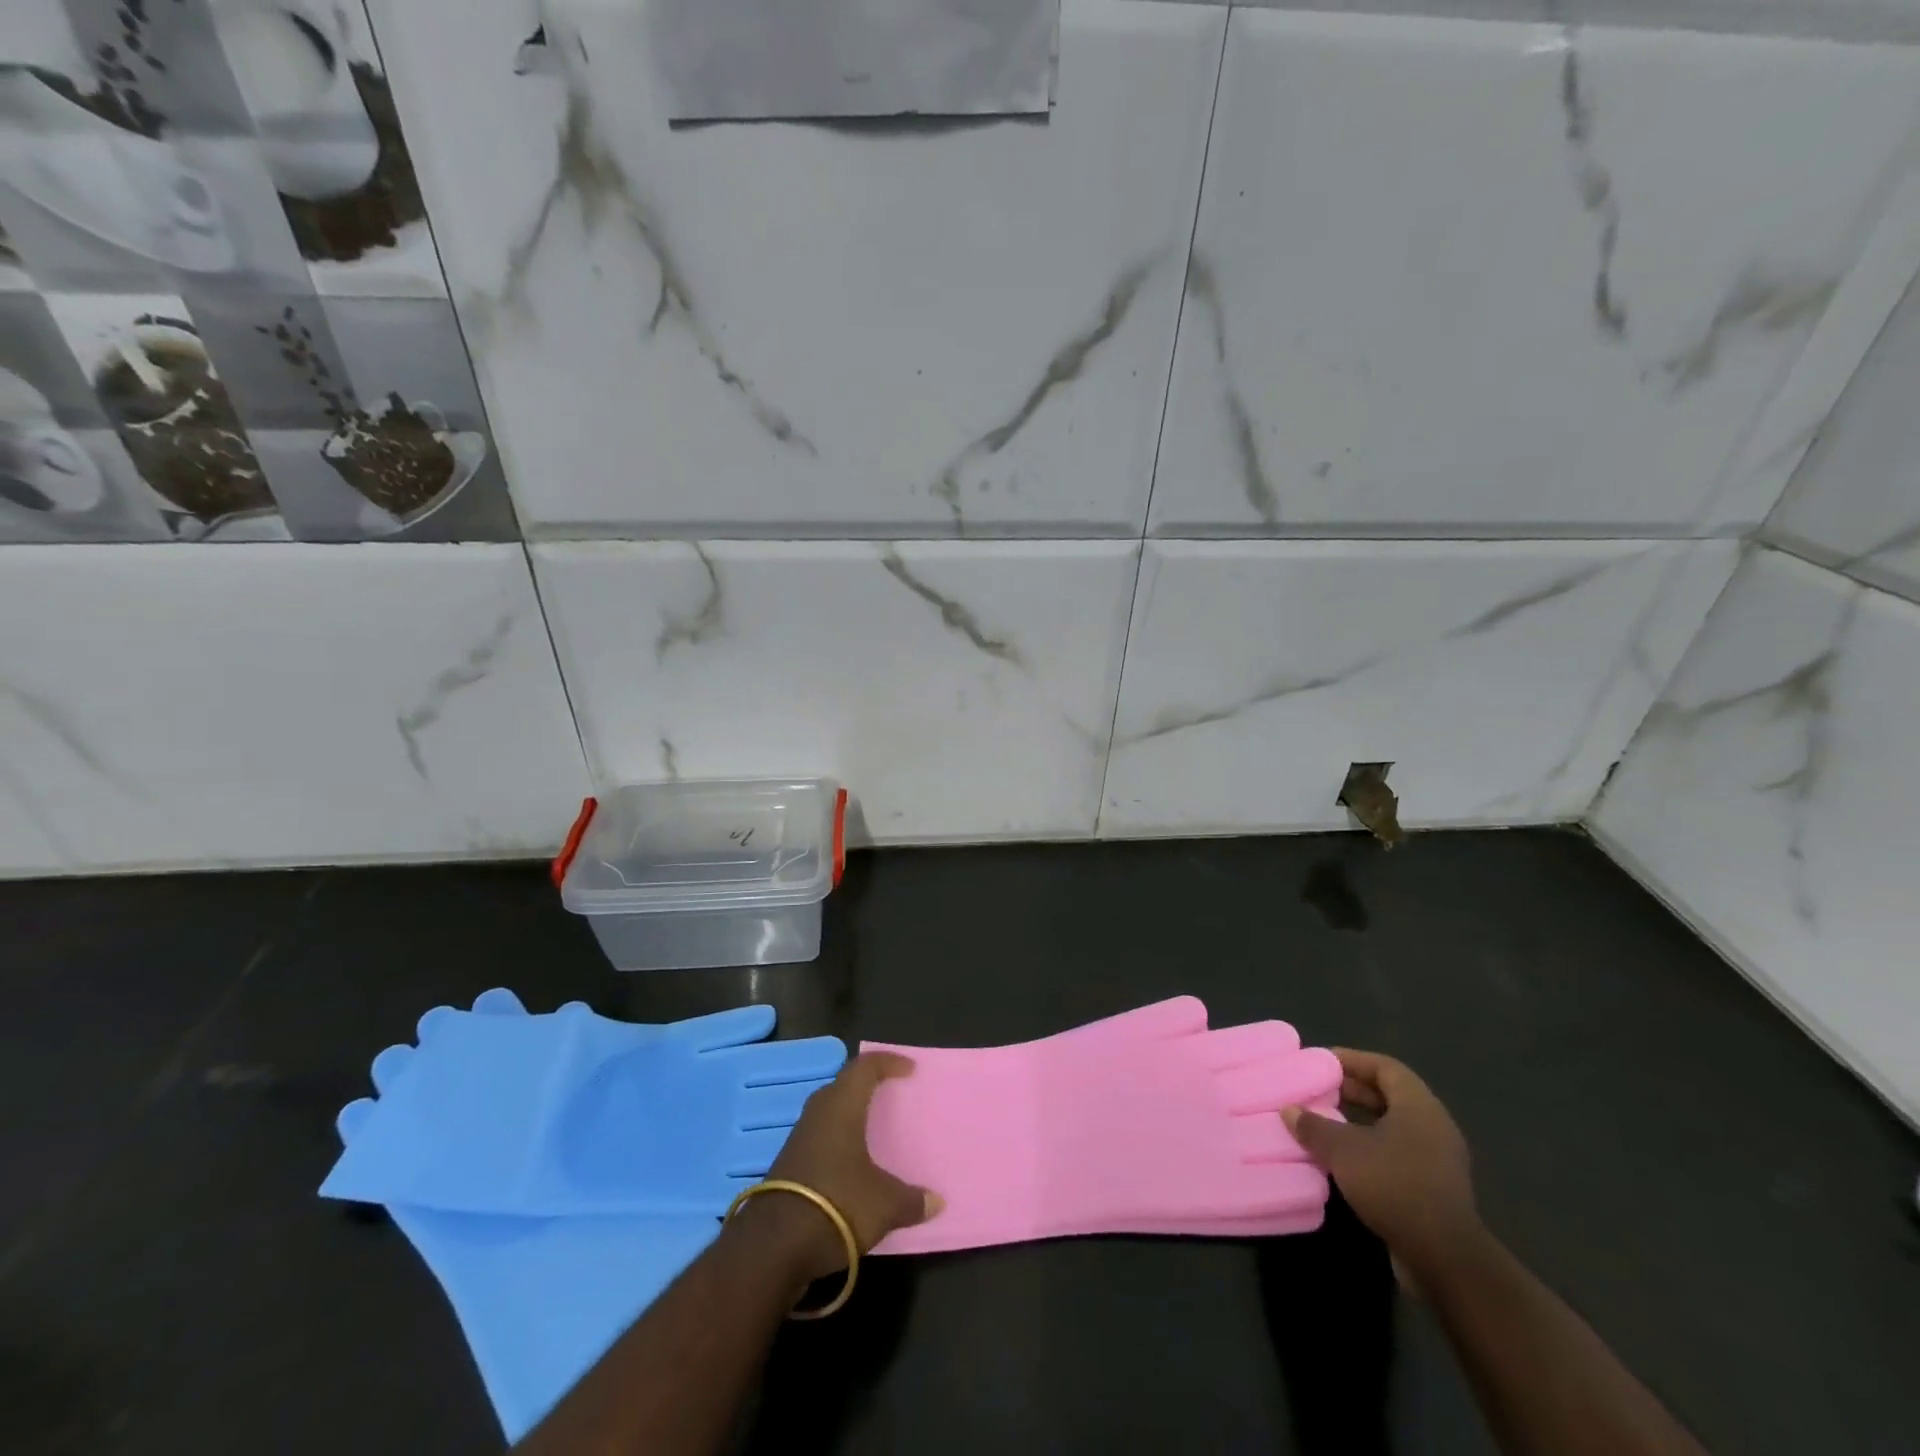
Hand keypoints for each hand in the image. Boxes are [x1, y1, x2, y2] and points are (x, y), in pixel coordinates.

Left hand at [737, 1051, 941, 1284]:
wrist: (772, 1249)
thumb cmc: (836, 1205)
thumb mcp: (884, 1205)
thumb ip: (911, 1200)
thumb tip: (936, 1201)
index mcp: (842, 1106)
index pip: (865, 1066)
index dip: (888, 1062)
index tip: (909, 1069)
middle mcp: (818, 1113)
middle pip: (844, 1086)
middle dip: (867, 1087)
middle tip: (890, 1096)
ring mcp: (798, 1139)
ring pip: (829, 1114)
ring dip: (850, 1117)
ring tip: (874, 1132)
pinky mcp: (788, 1166)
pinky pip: (820, 1139)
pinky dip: (839, 1143)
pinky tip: (851, 1167)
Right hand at [1281, 1049, 1478, 1279]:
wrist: (1444, 1258)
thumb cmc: (1394, 1184)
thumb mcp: (1343, 1150)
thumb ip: (1314, 1126)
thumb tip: (1289, 1110)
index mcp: (1419, 1106)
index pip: (1385, 1067)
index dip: (1353, 1060)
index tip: (1322, 1062)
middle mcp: (1434, 1127)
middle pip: (1390, 1095)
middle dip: (1353, 1091)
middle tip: (1318, 1091)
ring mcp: (1438, 1160)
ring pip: (1393, 1127)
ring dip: (1360, 1122)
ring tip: (1325, 1123)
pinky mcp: (1434, 1190)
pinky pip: (1398, 1154)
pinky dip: (1370, 1149)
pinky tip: (1344, 1160)